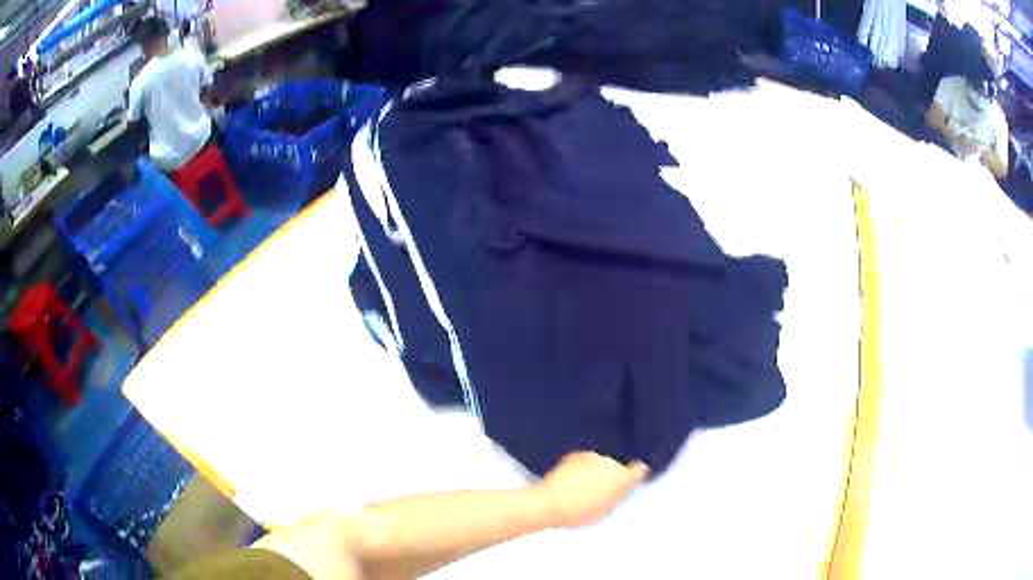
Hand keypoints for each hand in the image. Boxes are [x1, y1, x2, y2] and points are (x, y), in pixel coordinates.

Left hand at [535, 452, 649, 528]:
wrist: (549, 503)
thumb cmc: (579, 513)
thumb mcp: (606, 511)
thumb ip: (618, 497)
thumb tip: (621, 490)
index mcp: (622, 478)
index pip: (639, 470)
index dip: (635, 475)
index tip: (631, 481)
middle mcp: (610, 463)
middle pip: (617, 467)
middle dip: (610, 476)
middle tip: (598, 491)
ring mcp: (592, 456)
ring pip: (600, 463)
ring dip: (595, 471)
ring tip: (581, 487)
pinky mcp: (576, 455)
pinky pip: (585, 461)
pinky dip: (581, 468)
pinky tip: (571, 480)